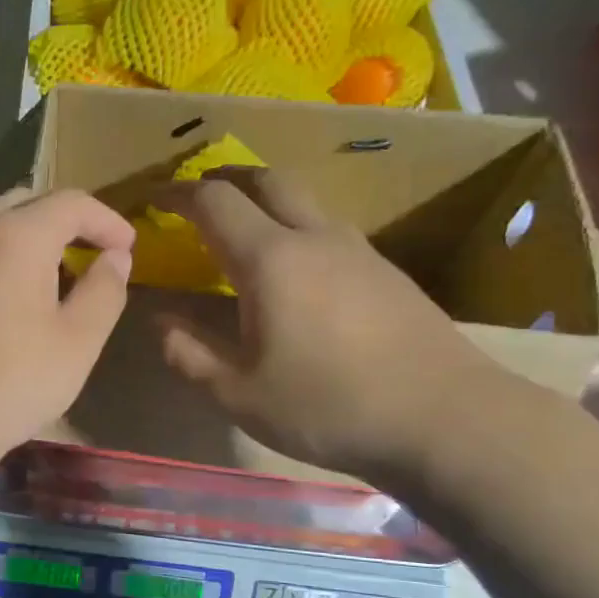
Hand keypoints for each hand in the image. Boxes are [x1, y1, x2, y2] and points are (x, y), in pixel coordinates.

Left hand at [0, 189, 135, 479]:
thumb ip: (104, 290)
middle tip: (95, 251)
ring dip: (34, 238)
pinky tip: (18, 295)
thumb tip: (115, 258)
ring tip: (60, 273)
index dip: (107, 219)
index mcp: (16, 236)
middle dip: (68, 220)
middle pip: (28, 203)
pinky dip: (7, 258)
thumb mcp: (79, 341)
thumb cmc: (14, 381)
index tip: (129, 247)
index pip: (70, 202)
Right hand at [154, 168, 505, 484]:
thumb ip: (188, 353)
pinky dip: (295, 229)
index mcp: (270, 260)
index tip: (152, 198)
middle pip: (267, 179)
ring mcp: (358, 250)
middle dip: (225, 178)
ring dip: (264, 200)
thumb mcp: (238, 394)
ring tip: (241, 230)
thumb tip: (159, 321)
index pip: (214, 201)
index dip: (177, 193)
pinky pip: (328, 230)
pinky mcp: (387, 271)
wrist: (446, 419)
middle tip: (197, 196)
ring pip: (304, 202)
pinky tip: (293, 272)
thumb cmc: (327, 407)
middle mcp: (314, 238)